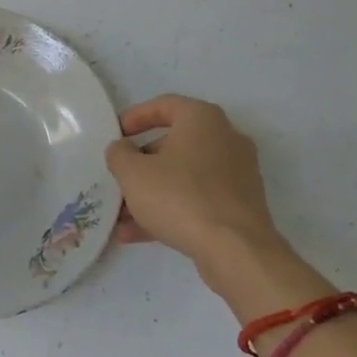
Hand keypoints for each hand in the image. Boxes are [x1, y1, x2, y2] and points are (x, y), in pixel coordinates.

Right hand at [105, 94, 277, 266]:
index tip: (116, 133)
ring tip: (121, 216)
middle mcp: (225, 139)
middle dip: (141, 163)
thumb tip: (122, 149)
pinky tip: (137, 234)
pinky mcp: (240, 206)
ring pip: (184, 176)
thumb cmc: (180, 196)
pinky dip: (171, 209)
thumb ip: (119, 154)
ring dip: (152, 192)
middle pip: (173, 144)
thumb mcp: (133, 172)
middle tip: (119, 177)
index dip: (135, 117)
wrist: (236, 251)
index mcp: (202, 119)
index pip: (164, 105)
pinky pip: (197, 199)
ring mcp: (237, 174)